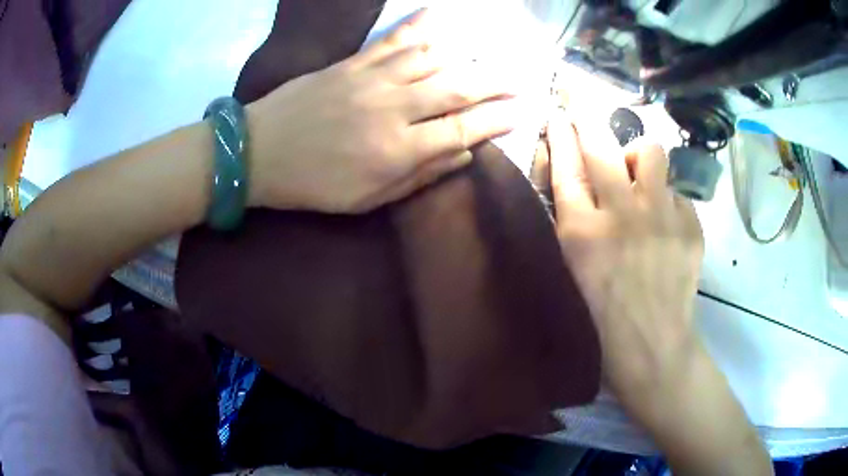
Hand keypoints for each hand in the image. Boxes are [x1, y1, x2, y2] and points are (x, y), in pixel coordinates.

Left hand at [247, 9, 517, 212]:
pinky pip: (392, 40)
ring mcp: (372, 80)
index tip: (519, 113)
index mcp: (398, 150)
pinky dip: (417, 26)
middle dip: (493, 85)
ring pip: (431, 59)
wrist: (259, 152)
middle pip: (456, 89)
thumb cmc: (313, 185)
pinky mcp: (352, 63)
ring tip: (485, 56)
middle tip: (517, 81)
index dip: (496, 121)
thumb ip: (419, 176)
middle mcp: (393, 109)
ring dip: (464, 56)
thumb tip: (464, 154)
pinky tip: (436, 16)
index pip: (463, 130)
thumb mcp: (366, 199)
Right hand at [544, 111, 771, 475]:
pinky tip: (667, 230)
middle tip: (584, 106)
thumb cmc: (602, 320)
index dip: (560, 133)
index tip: (559, 113)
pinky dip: (669, 202)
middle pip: (601, 144)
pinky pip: (677, 192)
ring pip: (651, 152)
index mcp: (582, 232)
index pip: (564, 163)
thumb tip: (577, 180)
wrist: (653, 348)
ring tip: (642, 180)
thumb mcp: (573, 272)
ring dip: (641, 158)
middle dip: (587, 116)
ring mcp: (661, 217)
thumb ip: (572, 222)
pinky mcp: (691, 226)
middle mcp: (621, 214)